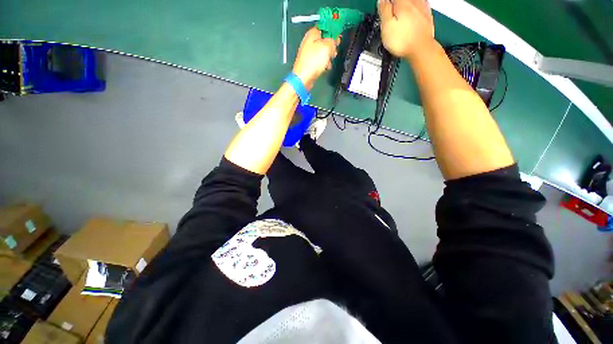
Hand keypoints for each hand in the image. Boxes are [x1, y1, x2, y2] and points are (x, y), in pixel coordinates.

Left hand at [292, 27, 340, 89]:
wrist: (303, 78)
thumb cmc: (313, 61)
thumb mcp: (327, 47)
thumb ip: (332, 41)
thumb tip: (334, 41)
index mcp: (312, 34)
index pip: (324, 26)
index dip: (333, 30)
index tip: (338, 37)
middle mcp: (309, 41)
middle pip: (324, 39)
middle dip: (331, 45)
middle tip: (334, 51)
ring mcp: (309, 53)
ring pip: (323, 51)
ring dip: (328, 56)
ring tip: (329, 61)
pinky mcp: (310, 62)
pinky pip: (319, 60)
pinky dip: (324, 63)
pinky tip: (326, 67)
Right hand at [378, 0, 434, 59]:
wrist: (421, 49)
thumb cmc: (403, 41)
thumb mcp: (387, 27)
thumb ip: (384, 11)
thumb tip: (381, 1)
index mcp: (401, 3)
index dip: (385, 3)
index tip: (383, 8)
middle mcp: (413, 2)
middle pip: (401, 0)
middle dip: (394, 5)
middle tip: (389, 12)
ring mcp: (422, 8)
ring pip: (412, 2)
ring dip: (405, 6)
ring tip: (399, 16)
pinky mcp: (427, 16)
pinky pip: (421, 6)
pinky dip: (415, 8)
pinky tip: (413, 13)